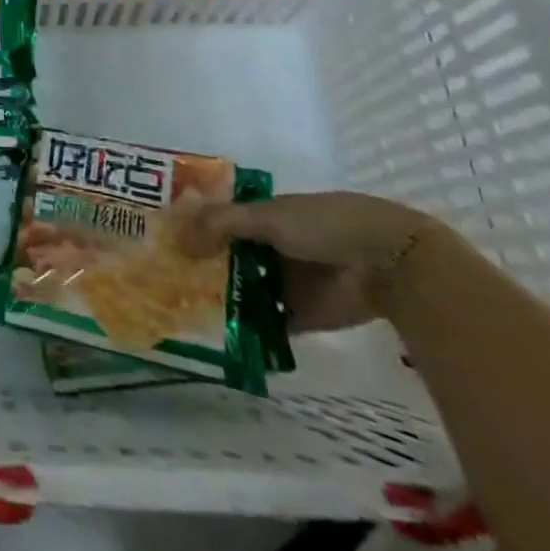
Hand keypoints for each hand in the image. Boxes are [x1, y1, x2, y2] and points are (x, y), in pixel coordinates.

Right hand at [185, 192, 441, 332]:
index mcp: (264, 216)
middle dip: (200, 267)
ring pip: (242, 289)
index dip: (193, 230)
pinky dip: (244, 327)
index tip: (162, 242)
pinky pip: (264, 321)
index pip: (219, 222)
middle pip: (227, 257)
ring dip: (218, 298)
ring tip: (179, 310)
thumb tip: (177, 239)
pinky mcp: (299, 315)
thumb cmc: (323, 225)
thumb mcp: (266, 216)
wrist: (387, 263)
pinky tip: (213, 334)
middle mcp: (270, 247)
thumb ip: (220, 224)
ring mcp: (285, 282)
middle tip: (162, 280)